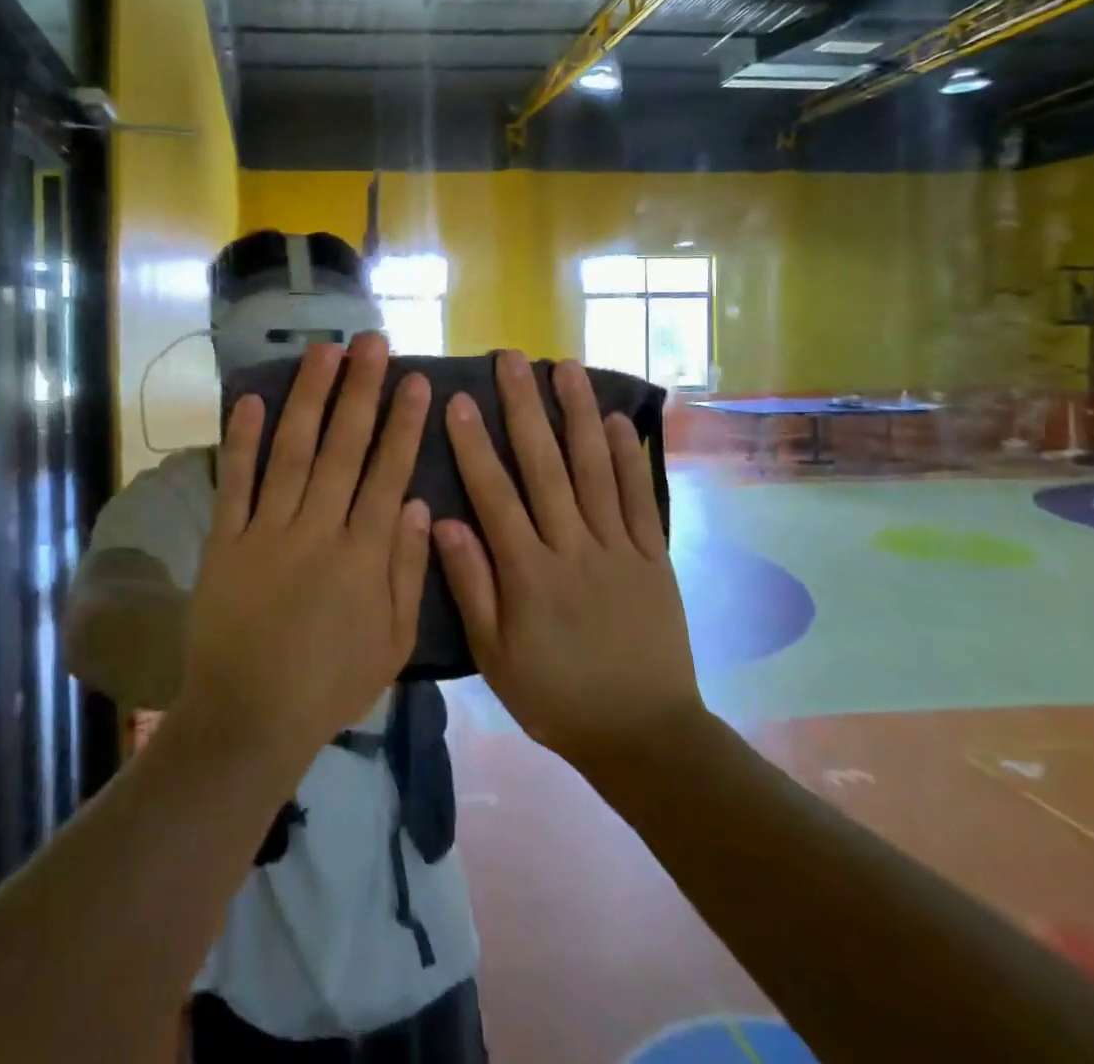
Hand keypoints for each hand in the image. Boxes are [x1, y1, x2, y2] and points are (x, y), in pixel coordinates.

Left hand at [178, 333, 432, 773]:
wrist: (250, 717)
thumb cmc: (329, 685)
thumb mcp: (391, 644)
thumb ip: (407, 572)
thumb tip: (418, 504)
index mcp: (363, 555)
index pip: (388, 473)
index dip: (403, 424)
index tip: (416, 380)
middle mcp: (318, 529)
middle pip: (343, 448)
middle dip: (361, 391)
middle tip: (372, 343)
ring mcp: (267, 531)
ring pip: (293, 451)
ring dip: (309, 398)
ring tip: (324, 353)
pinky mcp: (226, 540)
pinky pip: (235, 482)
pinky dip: (241, 440)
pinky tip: (249, 399)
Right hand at [435, 351, 701, 765]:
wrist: (644, 735)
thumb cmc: (555, 696)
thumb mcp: (495, 655)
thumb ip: (471, 585)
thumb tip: (441, 522)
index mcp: (528, 572)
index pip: (494, 494)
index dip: (474, 444)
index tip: (460, 399)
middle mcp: (572, 547)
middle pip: (545, 466)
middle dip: (525, 408)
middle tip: (512, 359)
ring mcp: (617, 548)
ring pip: (594, 469)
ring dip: (579, 414)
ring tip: (567, 368)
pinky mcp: (652, 557)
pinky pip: (639, 499)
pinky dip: (630, 458)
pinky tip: (619, 421)